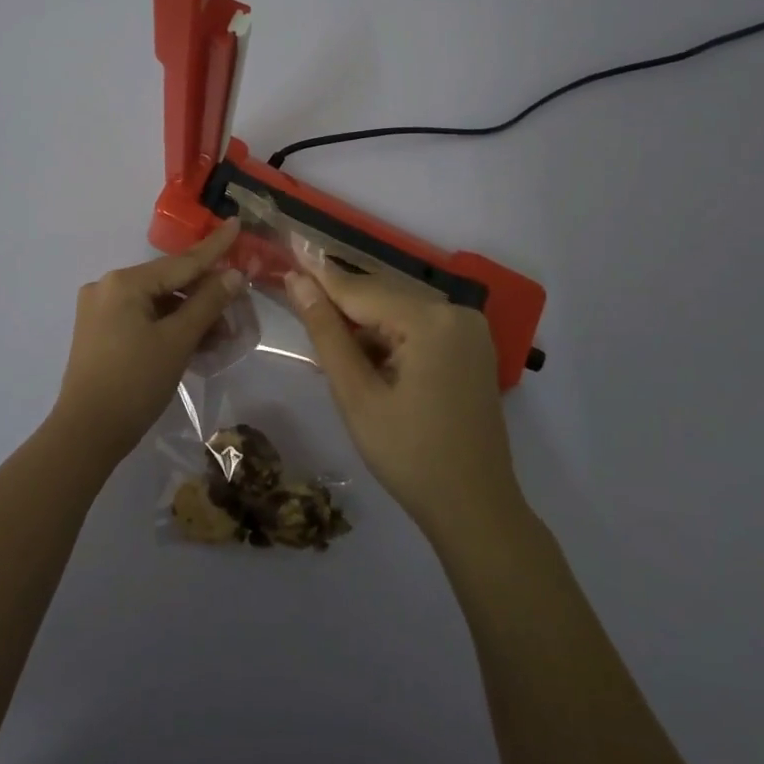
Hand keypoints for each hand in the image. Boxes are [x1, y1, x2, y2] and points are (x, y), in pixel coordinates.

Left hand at [51, 220, 245, 462]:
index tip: (236, 223)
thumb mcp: (177, 341)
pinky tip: (196, 343)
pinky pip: (143, 320)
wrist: (86, 434)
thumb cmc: (135, 382)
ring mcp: (100, 311)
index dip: (214, 247)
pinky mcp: (100, 333)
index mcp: (124, 282)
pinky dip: (169, 328)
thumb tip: (234, 274)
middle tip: (239, 306)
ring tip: (222, 335)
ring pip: (157, 304)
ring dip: (189, 317)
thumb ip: (208, 303)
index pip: (181, 262)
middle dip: (205, 296)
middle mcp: (108, 287)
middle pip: (169, 283)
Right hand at [285, 255, 520, 536]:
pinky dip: (390, 336)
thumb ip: (327, 333)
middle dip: (341, 302)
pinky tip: (366, 357)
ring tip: (326, 335)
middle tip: (297, 296)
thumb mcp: (357, 394)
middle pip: (383, 296)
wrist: (475, 508)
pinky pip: (420, 327)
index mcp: (431, 321)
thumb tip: (298, 282)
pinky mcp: (472, 347)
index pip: (362, 290)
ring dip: (364, 323)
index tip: (288, 255)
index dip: (320, 276)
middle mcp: (457, 312)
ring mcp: (470, 329)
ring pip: (400, 311)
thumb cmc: (409, 455)